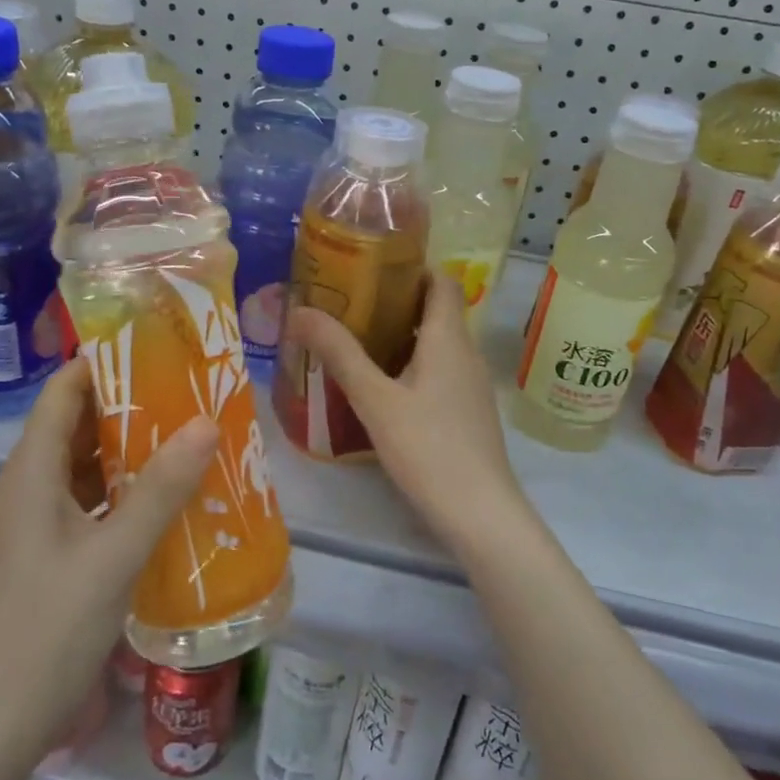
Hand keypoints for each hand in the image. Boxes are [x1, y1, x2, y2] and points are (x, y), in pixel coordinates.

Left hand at [0, 358, 218, 761]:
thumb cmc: (49, 629)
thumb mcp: (114, 555)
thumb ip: (161, 489)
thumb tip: (206, 422)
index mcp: (31, 472)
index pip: (63, 391)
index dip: (103, 363)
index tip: (157, 348)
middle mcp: (29, 486)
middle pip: (77, 423)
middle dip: (129, 402)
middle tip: (187, 389)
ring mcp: (37, 521)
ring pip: (85, 463)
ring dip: (130, 447)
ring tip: (187, 432)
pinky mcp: (49, 552)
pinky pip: (89, 499)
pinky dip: (124, 487)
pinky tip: (166, 495)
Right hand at [287, 272, 530, 552]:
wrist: (480, 513)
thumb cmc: (428, 447)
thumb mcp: (375, 399)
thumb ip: (339, 354)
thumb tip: (299, 310)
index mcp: (448, 338)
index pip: (441, 280)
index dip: (411, 266)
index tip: (371, 266)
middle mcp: (465, 353)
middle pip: (435, 310)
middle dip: (395, 301)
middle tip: (349, 303)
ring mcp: (470, 385)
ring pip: (436, 344)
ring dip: (400, 335)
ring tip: (355, 340)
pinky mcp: (467, 412)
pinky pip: (438, 371)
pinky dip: (410, 365)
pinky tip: (380, 387)